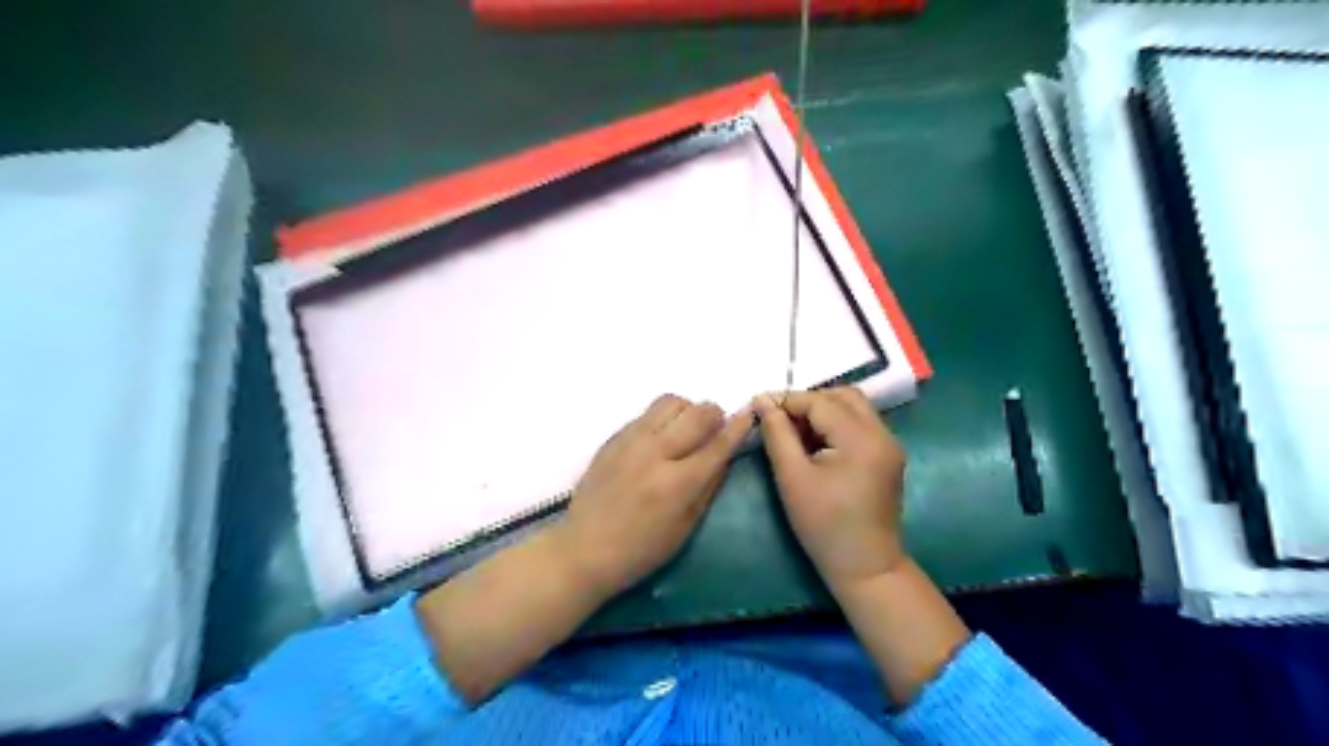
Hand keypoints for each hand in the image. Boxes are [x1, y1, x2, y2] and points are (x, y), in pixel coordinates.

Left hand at [554, 393, 756, 597]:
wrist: (584, 549)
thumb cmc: (641, 549)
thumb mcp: (686, 526)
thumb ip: (709, 485)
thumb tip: (726, 453)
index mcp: (678, 483)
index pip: (718, 443)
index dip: (738, 426)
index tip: (749, 414)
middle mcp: (656, 452)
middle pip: (698, 412)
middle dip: (715, 415)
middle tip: (714, 430)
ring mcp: (631, 440)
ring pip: (671, 401)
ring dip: (687, 411)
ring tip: (685, 432)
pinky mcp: (614, 437)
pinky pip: (647, 413)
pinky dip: (663, 419)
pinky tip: (659, 440)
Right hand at [752, 391, 909, 588]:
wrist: (865, 567)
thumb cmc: (824, 525)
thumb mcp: (793, 477)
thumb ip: (777, 434)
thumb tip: (762, 401)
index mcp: (861, 438)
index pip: (820, 401)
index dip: (787, 400)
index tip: (758, 406)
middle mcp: (882, 433)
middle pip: (843, 396)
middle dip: (808, 401)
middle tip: (780, 420)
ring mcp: (889, 444)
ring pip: (853, 407)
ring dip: (823, 411)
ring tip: (795, 432)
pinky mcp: (887, 456)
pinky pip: (860, 424)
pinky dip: (836, 424)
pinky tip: (815, 444)